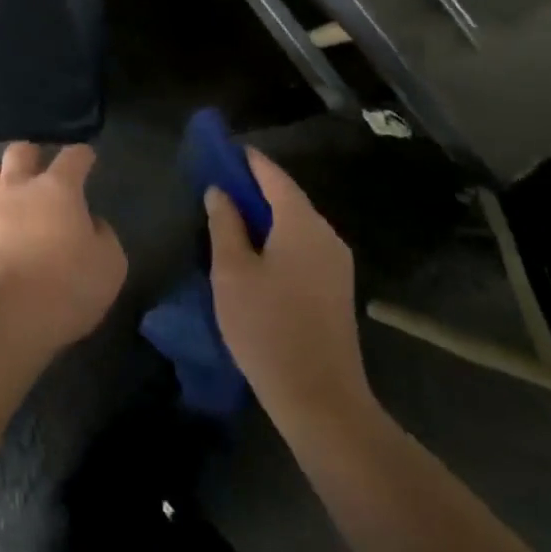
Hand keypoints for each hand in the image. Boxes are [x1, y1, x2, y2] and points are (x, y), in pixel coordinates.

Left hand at [0, 143, 127, 352]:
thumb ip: (103, 236)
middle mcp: (17, 187)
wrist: (2, 318)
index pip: (72, 157)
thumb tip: (91, 223)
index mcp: (57, 189)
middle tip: (39, 170)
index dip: (82, 155)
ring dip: (0, 178)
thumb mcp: (109, 266)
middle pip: (20, 152)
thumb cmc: (64, 289)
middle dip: (32, 156)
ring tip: (7, 195)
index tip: (86, 158)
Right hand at [206, 149, 373, 441]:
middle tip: (215, 185)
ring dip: (263, 215)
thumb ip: (225, 224)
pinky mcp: (335, 289)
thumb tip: (220, 191)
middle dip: (252, 187)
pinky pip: (302, 245)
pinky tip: (253, 251)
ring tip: (227, 216)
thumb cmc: (268, 327)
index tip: (218, 150)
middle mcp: (326, 235)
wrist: (321, 401)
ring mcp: (336, 264)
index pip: (272, 175)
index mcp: (302, 223)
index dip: (245, 160)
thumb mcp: (232, 271)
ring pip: (295, 223)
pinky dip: (277, 237)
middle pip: (287, 197)